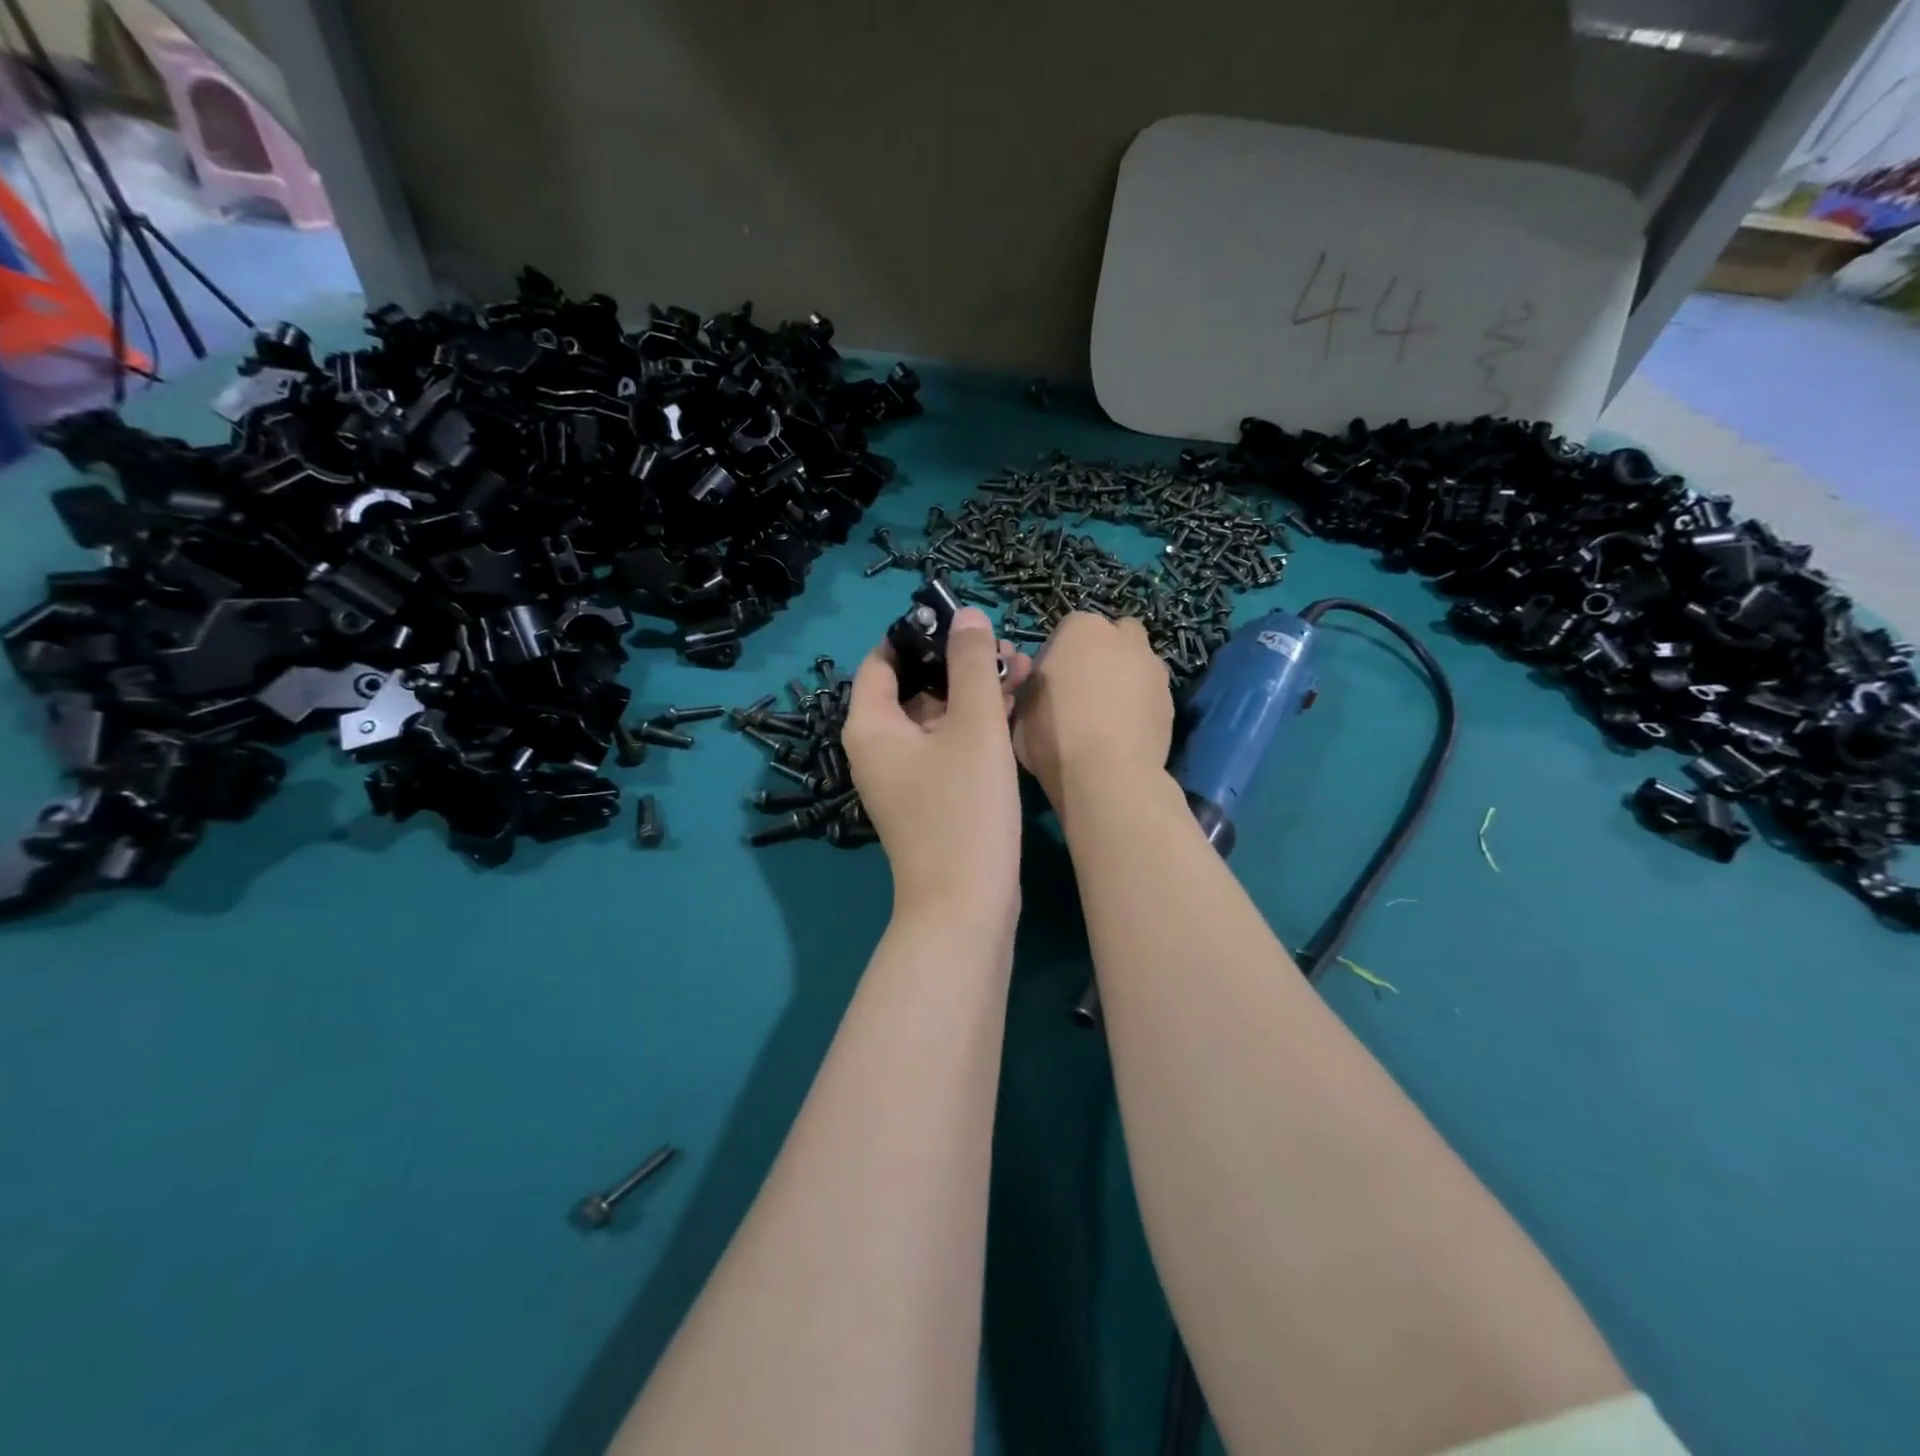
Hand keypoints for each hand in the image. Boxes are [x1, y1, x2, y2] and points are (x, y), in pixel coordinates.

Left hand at [844, 608, 1032, 922]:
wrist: (966, 906)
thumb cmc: (964, 809)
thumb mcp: (973, 727)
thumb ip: (972, 664)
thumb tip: (968, 616)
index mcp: (872, 726)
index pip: (883, 660)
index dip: (919, 634)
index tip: (962, 620)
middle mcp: (880, 748)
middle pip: (915, 686)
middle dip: (960, 663)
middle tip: (1009, 648)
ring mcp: (906, 776)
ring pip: (938, 716)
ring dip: (976, 692)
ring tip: (1025, 670)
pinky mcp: (932, 797)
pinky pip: (950, 745)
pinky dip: (977, 725)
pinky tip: (1017, 709)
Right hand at [1012, 613, 1172, 813]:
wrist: (1107, 775)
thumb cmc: (1053, 734)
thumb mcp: (1020, 707)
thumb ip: (1030, 685)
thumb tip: (1038, 683)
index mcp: (1081, 629)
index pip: (1068, 630)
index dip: (1058, 656)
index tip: (1049, 684)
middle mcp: (1124, 638)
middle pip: (1113, 637)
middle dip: (1102, 655)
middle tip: (1083, 691)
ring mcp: (1154, 668)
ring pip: (1137, 664)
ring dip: (1125, 679)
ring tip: (1107, 717)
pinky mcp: (1172, 701)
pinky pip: (1150, 695)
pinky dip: (1140, 707)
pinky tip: (1125, 734)